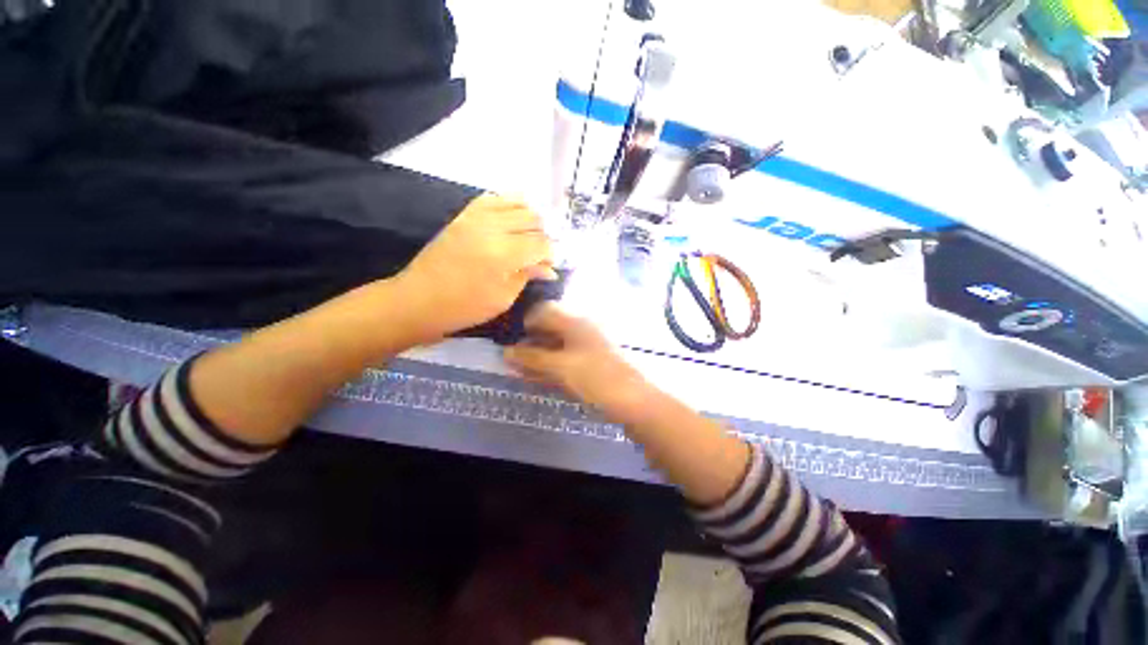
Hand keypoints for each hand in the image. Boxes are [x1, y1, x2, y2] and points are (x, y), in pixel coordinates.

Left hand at [396, 194, 556, 340]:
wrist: (419, 299)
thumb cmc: (465, 307)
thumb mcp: (503, 298)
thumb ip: (527, 276)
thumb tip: (549, 268)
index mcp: (504, 254)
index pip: (541, 243)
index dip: (550, 254)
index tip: (549, 266)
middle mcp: (493, 228)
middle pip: (533, 219)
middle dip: (542, 236)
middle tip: (539, 255)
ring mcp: (476, 217)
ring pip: (517, 204)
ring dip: (530, 219)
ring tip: (527, 237)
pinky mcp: (464, 215)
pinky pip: (493, 198)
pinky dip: (509, 204)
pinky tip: (512, 218)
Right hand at [504, 303, 650, 417]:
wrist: (633, 401)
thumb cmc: (595, 377)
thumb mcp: (560, 366)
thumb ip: (532, 358)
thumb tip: (505, 351)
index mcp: (574, 322)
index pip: (544, 311)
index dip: (525, 322)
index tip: (509, 338)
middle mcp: (579, 330)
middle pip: (548, 330)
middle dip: (528, 342)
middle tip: (509, 358)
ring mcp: (585, 348)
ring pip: (554, 347)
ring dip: (536, 357)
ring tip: (517, 370)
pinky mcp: (588, 365)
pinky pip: (563, 362)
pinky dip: (548, 368)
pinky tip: (535, 377)